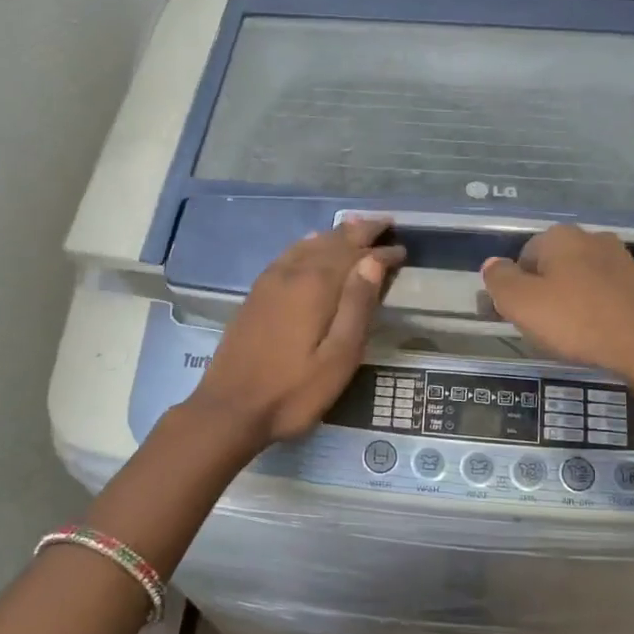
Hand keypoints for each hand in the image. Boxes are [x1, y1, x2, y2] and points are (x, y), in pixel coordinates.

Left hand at [188, 218, 405, 446]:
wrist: (230, 409)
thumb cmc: (293, 392)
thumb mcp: (338, 358)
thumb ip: (357, 307)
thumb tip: (372, 262)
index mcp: (316, 287)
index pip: (357, 257)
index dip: (382, 252)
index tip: (403, 250)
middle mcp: (292, 274)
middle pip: (332, 242)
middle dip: (361, 232)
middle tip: (385, 224)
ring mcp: (270, 282)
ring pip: (309, 245)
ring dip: (335, 235)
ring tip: (356, 227)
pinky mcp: (256, 294)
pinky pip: (289, 255)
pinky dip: (308, 244)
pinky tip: (310, 244)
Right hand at [480, 224, 633, 393]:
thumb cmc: (577, 321)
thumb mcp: (522, 303)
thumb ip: (499, 280)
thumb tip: (492, 265)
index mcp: (560, 236)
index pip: (522, 257)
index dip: (515, 288)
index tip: (518, 316)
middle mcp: (591, 238)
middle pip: (551, 267)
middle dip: (543, 293)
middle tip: (541, 327)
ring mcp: (621, 259)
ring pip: (578, 280)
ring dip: (569, 302)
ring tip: (568, 334)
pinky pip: (603, 294)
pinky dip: (594, 309)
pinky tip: (594, 333)